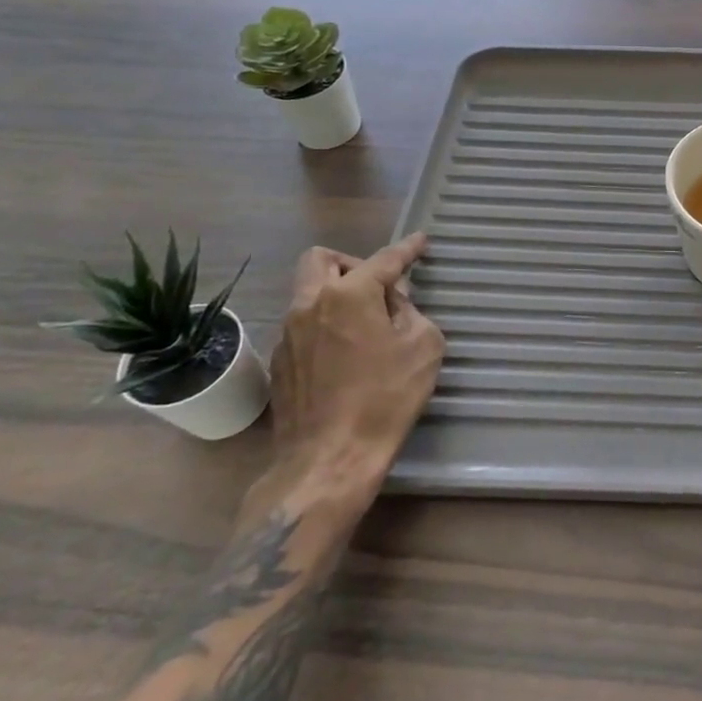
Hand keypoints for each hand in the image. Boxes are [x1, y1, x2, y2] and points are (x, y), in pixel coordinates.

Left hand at [265, 234, 444, 493]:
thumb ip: (410, 312)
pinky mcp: (279, 362)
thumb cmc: (385, 398)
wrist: (329, 458)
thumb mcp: (422, 347)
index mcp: (349, 295)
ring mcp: (288, 334)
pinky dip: (325, 325)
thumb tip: (391, 305)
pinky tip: (346, 355)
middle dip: (352, 263)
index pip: (383, 260)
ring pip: (308, 292)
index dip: (407, 249)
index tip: (420, 242)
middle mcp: (310, 304)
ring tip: (365, 323)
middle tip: (378, 286)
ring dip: (336, 294)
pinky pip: (303, 325)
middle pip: (321, 260)